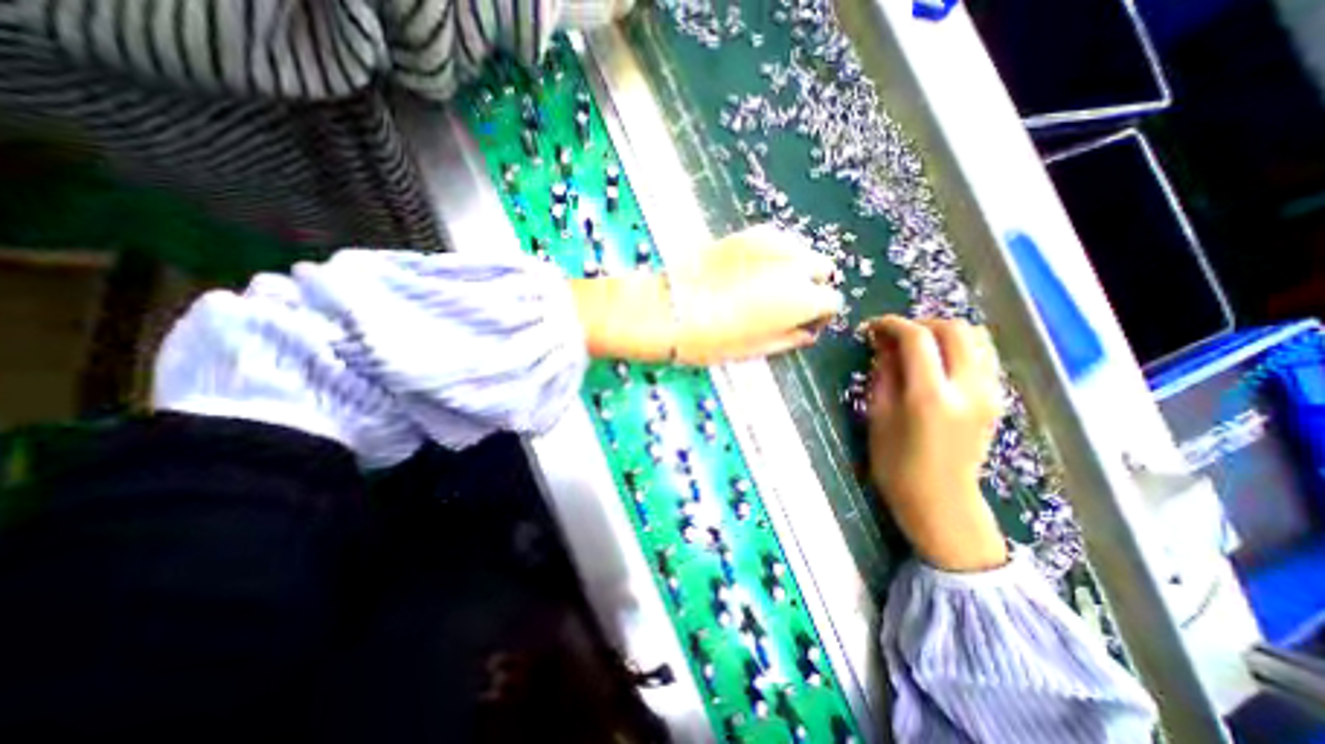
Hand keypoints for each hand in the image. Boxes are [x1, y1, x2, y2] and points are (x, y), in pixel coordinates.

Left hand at [566, 227, 836, 366]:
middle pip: (822, 269)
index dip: (819, 314)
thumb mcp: (755, 350)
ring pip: (801, 252)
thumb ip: (789, 338)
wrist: (668, 309)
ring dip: (794, 268)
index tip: (803, 322)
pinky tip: (750, 270)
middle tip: (785, 303)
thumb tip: (806, 332)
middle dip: (812, 285)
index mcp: (801, 299)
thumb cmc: (712, 339)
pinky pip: (776, 242)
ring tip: (765, 286)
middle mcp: (794, 266)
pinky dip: (774, 255)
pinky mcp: (749, 233)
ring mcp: (772, 243)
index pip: (832, 301)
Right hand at [866, 316, 1012, 573]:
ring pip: (976, 337)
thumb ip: (884, 372)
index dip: (892, 324)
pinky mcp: (996, 399)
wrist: (940, 501)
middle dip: (921, 323)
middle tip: (895, 335)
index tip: (873, 326)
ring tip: (917, 346)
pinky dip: (959, 347)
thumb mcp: (878, 415)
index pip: (917, 338)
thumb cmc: (896, 463)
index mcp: (930, 396)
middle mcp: (968, 388)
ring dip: (943, 332)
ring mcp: (989, 393)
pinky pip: (983, 355)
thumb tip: (882, 341)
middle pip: (954, 329)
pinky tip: (937, 362)